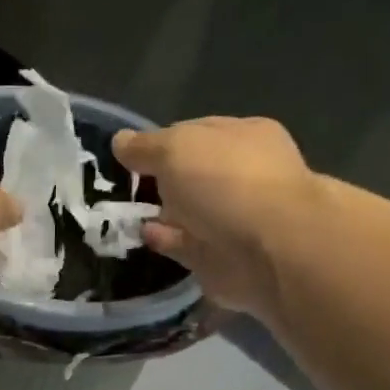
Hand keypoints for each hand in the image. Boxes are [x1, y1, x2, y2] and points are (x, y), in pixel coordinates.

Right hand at [113, 117, 320, 322]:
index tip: (126, 156)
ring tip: (122, 214)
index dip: (159, 142)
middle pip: (190, 174)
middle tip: (119, 187)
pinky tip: (141, 235)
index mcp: (241, 136)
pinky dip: (164, 239)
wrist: (269, 250)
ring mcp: (232, 217)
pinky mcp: (220, 256)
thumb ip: (146, 146)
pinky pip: (183, 243)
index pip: (193, 133)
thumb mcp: (176, 149)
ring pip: (186, 211)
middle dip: (159, 179)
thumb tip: (119, 141)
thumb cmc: (227, 182)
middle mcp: (240, 175)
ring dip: (159, 212)